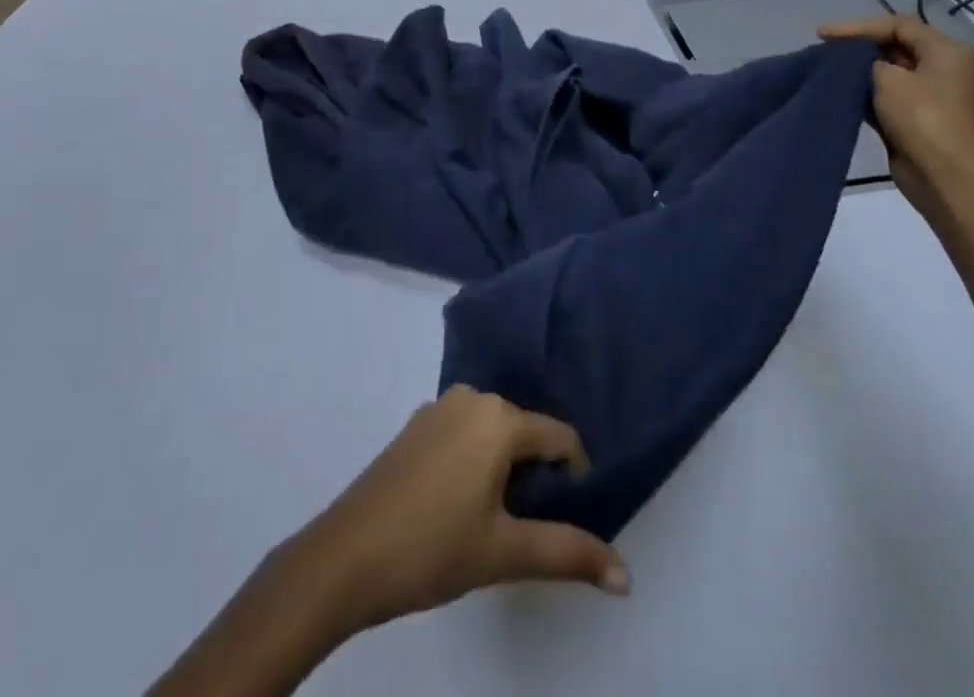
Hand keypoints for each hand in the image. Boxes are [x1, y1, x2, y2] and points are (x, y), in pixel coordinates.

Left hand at [296, 387, 629, 634]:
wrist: (346, 555)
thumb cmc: (433, 547)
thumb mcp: (505, 553)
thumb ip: (568, 554)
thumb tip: (627, 576)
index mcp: (498, 417)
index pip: (559, 436)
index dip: (575, 475)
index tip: (572, 516)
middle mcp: (471, 398)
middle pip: (525, 430)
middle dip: (538, 473)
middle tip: (530, 524)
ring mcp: (438, 408)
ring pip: (493, 432)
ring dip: (505, 468)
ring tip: (497, 519)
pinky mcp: (415, 426)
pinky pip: (464, 434)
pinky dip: (476, 461)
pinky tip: (461, 504)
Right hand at [819, 14, 973, 222]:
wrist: (943, 175)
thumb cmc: (921, 118)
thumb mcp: (888, 78)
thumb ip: (867, 61)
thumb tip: (861, 65)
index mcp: (943, 50)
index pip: (897, 25)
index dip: (858, 26)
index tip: (823, 35)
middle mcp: (940, 67)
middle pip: (894, 45)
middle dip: (858, 46)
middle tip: (824, 48)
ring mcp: (929, 94)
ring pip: (888, 71)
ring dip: (859, 69)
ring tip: (826, 67)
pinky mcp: (915, 117)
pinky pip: (886, 94)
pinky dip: (864, 90)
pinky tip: (839, 91)